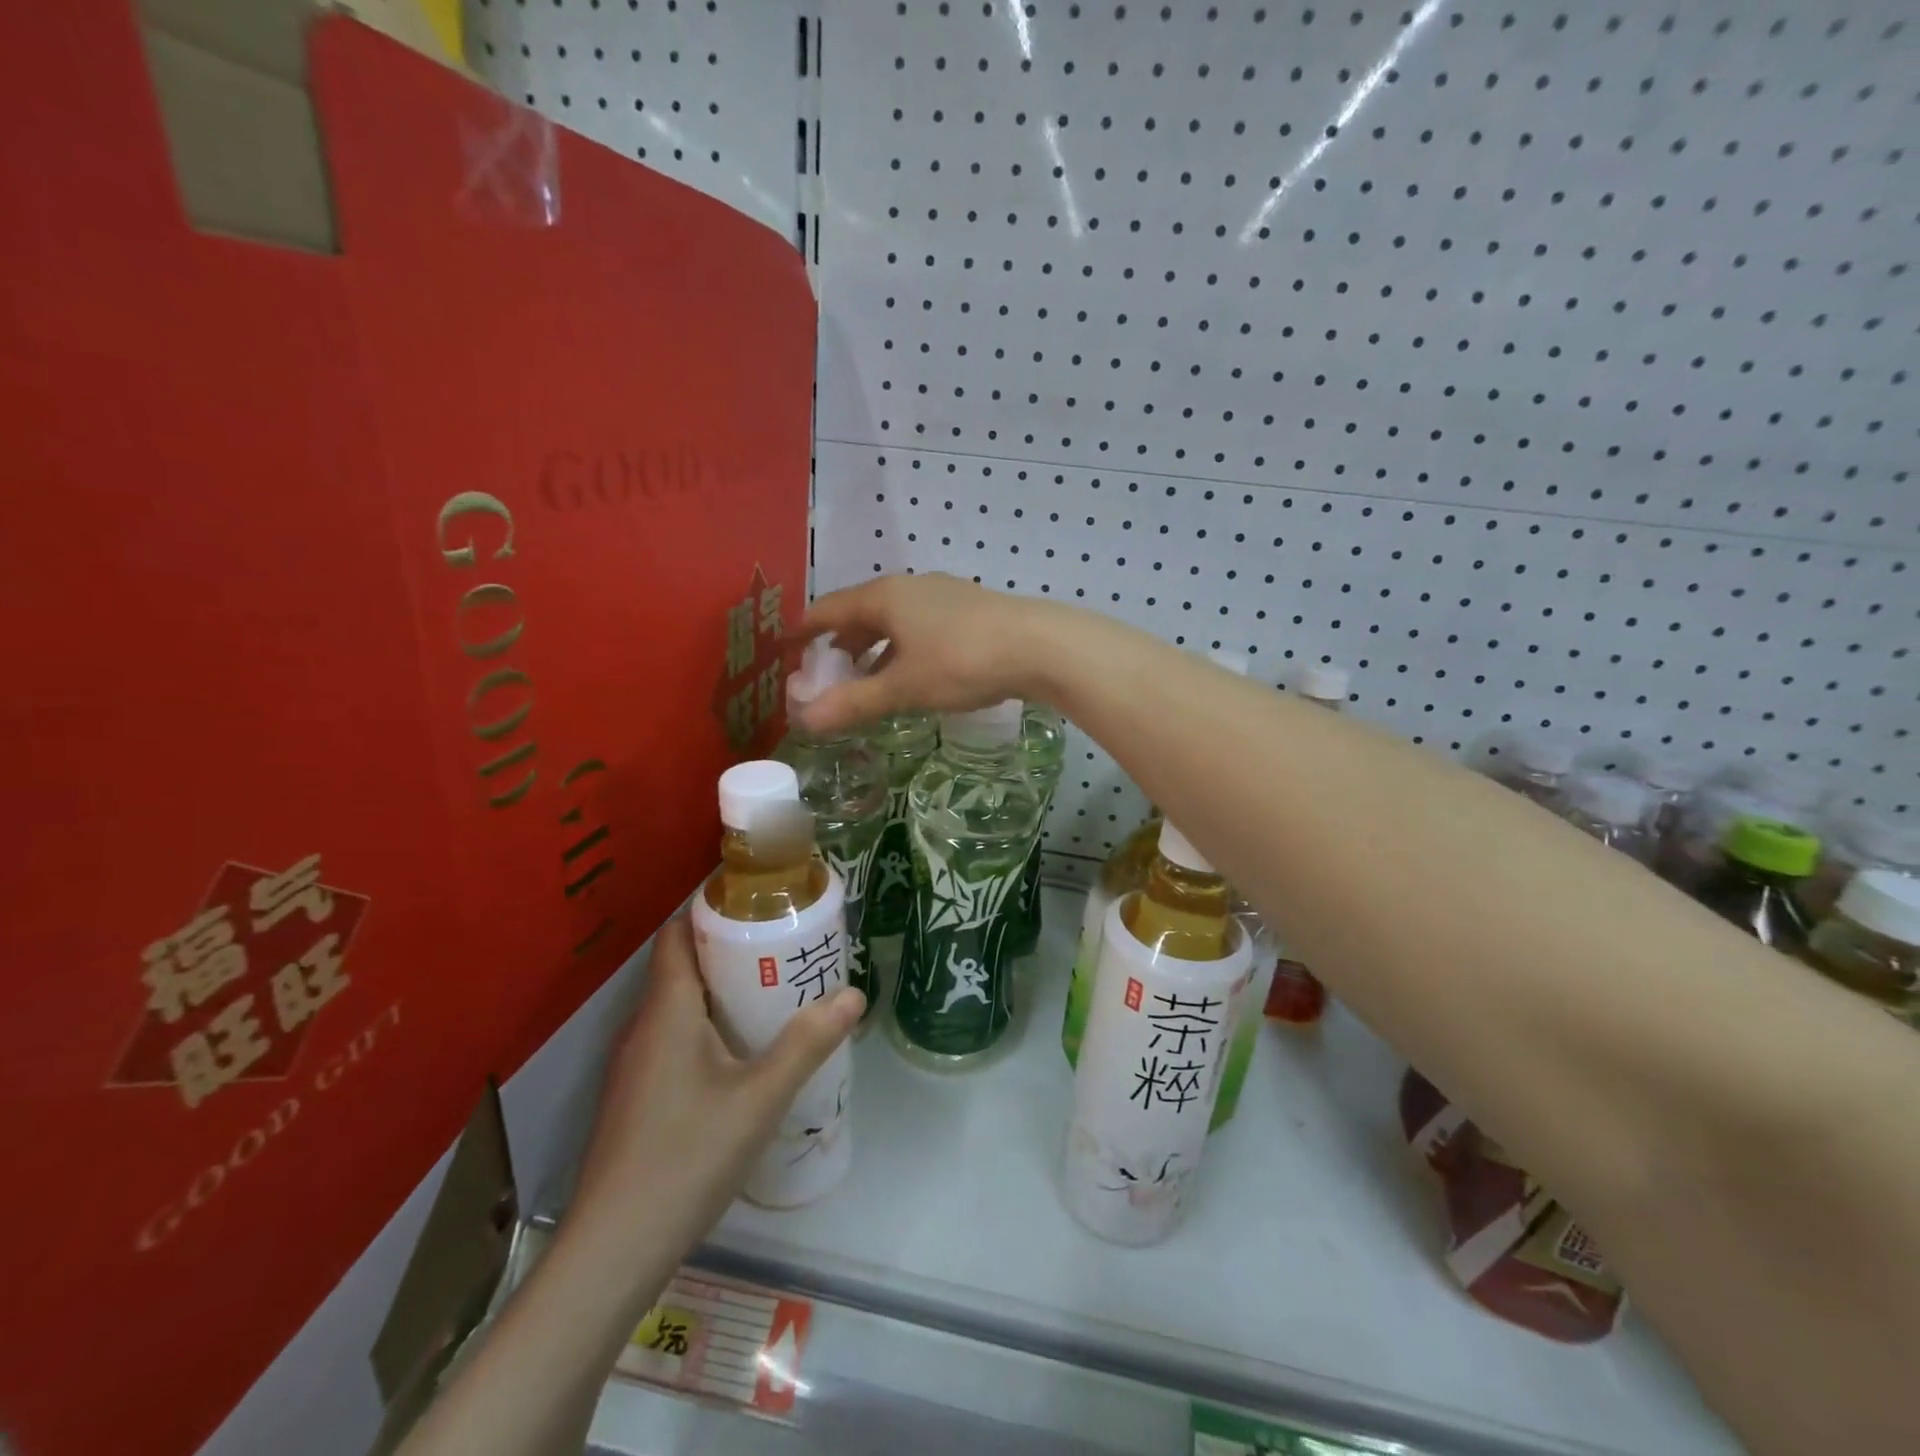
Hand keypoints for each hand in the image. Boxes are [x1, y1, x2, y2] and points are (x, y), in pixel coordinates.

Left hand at [567, 915, 864, 1280]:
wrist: (611, 1253)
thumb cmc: (686, 1158)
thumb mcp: (760, 1098)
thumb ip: (807, 1044)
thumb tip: (851, 994)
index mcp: (667, 1010)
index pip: (677, 934)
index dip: (711, 911)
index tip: (759, 904)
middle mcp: (643, 1028)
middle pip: (683, 967)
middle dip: (731, 951)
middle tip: (784, 949)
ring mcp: (634, 1067)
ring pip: (679, 1008)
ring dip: (721, 993)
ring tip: (773, 995)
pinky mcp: (636, 1099)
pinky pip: (673, 1041)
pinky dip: (707, 1029)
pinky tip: (742, 1057)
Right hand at [794, 572, 1050, 731]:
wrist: (1039, 646)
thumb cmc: (961, 661)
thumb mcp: (903, 687)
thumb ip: (853, 703)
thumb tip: (804, 721)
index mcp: (884, 597)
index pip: (828, 609)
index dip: (803, 629)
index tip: (784, 647)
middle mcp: (910, 588)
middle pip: (861, 612)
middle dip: (841, 642)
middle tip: (827, 673)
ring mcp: (943, 596)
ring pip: (894, 621)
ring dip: (875, 648)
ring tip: (867, 679)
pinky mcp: (970, 610)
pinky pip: (920, 627)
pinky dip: (903, 649)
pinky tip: (913, 674)